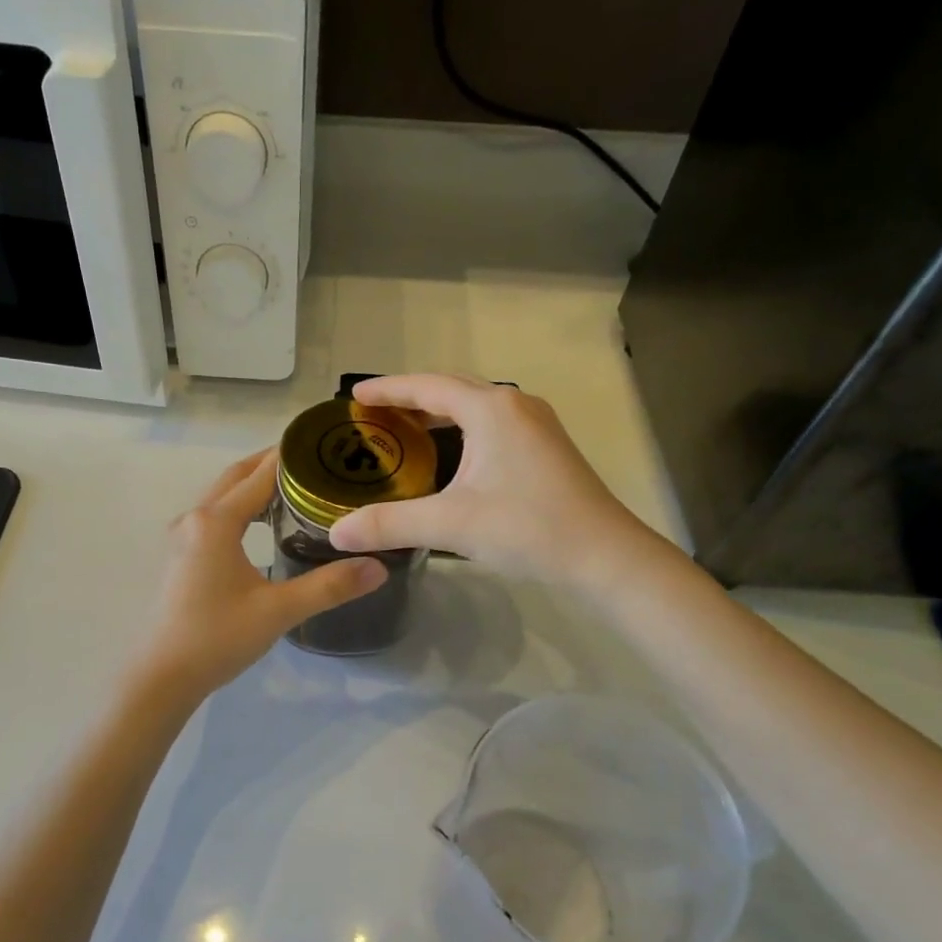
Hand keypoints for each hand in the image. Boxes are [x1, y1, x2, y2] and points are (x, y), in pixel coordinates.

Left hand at [134, 448, 387, 700]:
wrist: (162, 676)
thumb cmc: (217, 638)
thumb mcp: (278, 611)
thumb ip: (329, 586)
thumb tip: (377, 568)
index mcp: (216, 521)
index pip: (260, 475)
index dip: (291, 458)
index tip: (323, 444)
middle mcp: (195, 518)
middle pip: (236, 476)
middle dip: (272, 465)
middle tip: (315, 462)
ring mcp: (182, 537)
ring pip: (222, 495)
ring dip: (253, 485)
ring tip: (294, 488)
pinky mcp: (180, 555)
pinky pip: (214, 515)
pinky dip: (239, 506)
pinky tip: (261, 525)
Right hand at [327, 375, 661, 586]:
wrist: (604, 555)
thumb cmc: (527, 528)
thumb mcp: (451, 524)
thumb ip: (390, 524)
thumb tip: (337, 532)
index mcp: (491, 410)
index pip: (427, 386)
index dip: (387, 389)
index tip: (354, 396)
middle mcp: (515, 406)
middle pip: (452, 390)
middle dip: (410, 398)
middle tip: (374, 415)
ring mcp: (536, 425)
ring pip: (475, 407)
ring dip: (438, 414)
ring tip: (405, 432)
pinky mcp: (546, 448)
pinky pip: (492, 425)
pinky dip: (461, 430)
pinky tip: (450, 457)